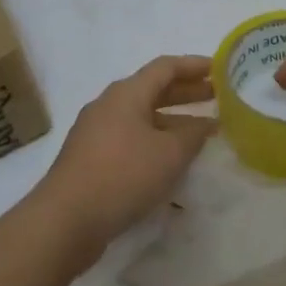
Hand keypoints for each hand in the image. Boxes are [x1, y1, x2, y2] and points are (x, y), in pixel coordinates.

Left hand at [29, 55, 215, 270]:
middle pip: (153, 89)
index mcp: (126, 93)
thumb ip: (193, 135)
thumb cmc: (122, 175)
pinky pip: (131, 138)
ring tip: (200, 131)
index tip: (220, 68)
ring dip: (172, 120)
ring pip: (142, 116)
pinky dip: (155, 140)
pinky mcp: (91, 158)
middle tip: (216, 97)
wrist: (65, 219)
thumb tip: (206, 123)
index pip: (165, 67)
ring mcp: (96, 132)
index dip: (194, 65)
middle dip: (186, 92)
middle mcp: (109, 105)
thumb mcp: (169, 154)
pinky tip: (170, 160)